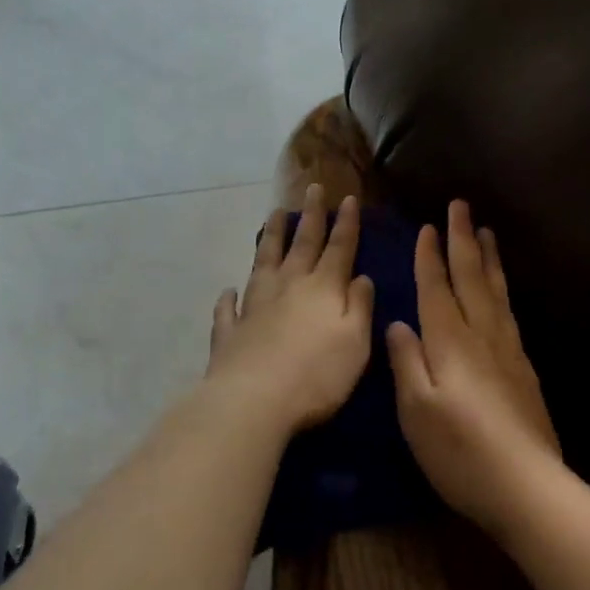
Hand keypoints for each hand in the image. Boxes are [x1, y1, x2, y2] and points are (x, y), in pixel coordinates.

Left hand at [206, 186, 374, 436]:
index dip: (346, 223)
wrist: (254, 400)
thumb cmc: (317, 375)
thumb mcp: (356, 342)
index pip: (339, 248)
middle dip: (310, 216)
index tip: (347, 197)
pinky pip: (229, 307)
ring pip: (264, 262)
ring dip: (271, 237)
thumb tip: (361, 277)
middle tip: (313, 189)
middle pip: (301, 244)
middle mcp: (288, 287)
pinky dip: (229, 297)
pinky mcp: (230, 331)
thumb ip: (360, 307)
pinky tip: (228, 289)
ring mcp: (254, 306)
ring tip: (274, 215)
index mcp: (322, 288)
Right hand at [386, 200, 560, 532]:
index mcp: (450, 342)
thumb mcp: (416, 410)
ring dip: (488, 258)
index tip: (428, 226)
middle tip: (461, 205)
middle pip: (471, 278)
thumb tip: (398, 323)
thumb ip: (407, 361)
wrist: (527, 486)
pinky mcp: (524, 370)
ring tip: (486, 232)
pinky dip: (502, 289)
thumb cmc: (459, 450)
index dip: (431, 257)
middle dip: (463, 240)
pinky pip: (509, 312)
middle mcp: (482, 336)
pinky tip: (501, 291)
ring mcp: (508, 351)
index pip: (437, 288)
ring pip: (496, 291)